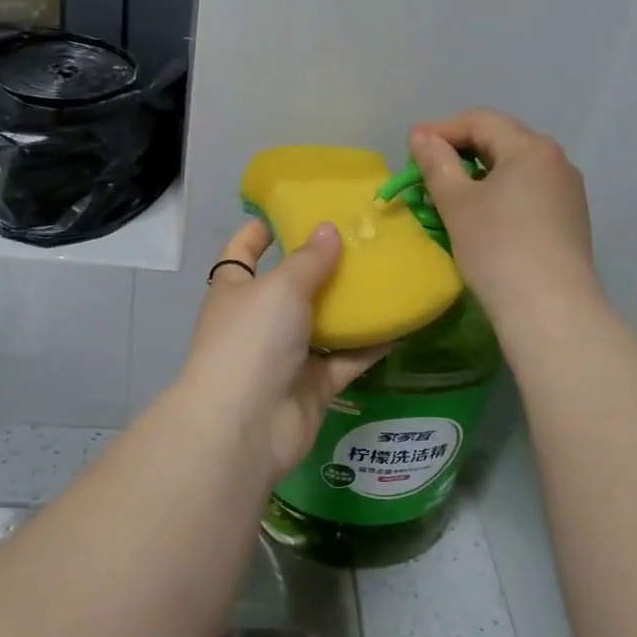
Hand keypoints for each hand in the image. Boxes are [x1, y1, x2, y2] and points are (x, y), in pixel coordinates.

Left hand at [176, 220, 387, 480]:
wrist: (246, 427)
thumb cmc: (252, 341)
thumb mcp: (280, 288)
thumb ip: (308, 260)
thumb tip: (329, 229)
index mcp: (235, 289)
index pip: (243, 251)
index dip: (261, 231)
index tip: (291, 210)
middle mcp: (259, 320)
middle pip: (291, 286)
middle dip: (322, 265)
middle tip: (363, 240)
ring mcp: (286, 355)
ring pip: (323, 323)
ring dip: (351, 305)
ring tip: (389, 274)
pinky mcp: (313, 385)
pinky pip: (346, 359)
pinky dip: (370, 345)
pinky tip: (401, 322)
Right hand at [409, 109, 600, 323]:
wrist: (550, 308)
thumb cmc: (497, 246)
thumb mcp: (457, 202)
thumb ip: (436, 163)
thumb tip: (421, 136)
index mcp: (530, 148)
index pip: (480, 121)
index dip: (441, 129)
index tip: (411, 147)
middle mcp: (556, 161)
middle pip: (500, 141)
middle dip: (460, 152)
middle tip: (427, 170)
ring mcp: (567, 192)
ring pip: (514, 169)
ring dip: (479, 175)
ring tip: (450, 197)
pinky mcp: (570, 220)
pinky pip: (528, 193)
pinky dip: (499, 195)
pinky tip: (483, 219)